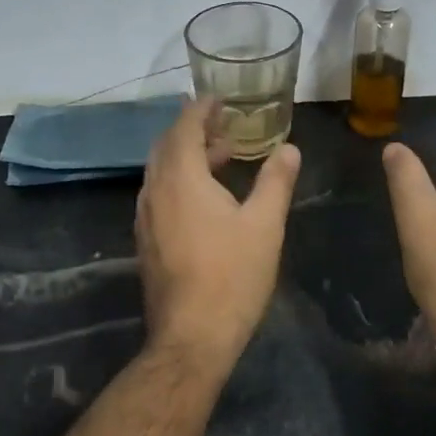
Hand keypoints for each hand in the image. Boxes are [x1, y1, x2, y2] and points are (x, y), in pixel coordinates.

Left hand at [136, 97, 301, 362]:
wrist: (192, 336)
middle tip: (224, 127)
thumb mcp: (264, 225)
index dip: (201, 109)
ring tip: (221, 157)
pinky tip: (205, 198)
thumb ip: (275, 181)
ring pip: (160, 171)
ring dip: (186, 156)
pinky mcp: (146, 241)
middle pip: (167, 145)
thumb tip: (289, 148)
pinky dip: (179, 180)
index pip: (184, 127)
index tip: (219, 99)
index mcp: (181, 179)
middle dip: (193, 130)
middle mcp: (155, 191)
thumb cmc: (232, 276)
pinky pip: (159, 193)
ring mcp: (146, 218)